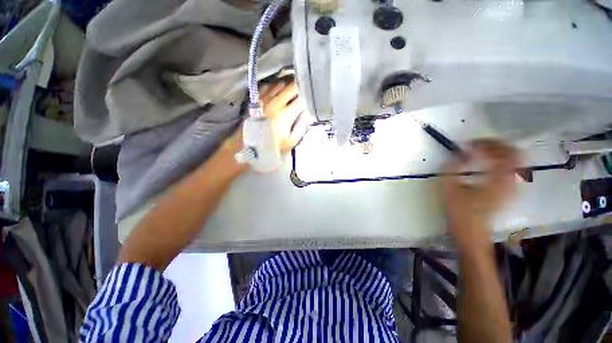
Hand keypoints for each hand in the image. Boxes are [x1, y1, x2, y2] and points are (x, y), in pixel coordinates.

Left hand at [261, 80, 308, 151]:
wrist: (251, 145)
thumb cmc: (272, 145)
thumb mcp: (290, 142)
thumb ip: (301, 128)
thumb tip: (307, 116)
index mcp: (285, 115)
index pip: (301, 100)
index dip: (308, 99)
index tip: (311, 101)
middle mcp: (275, 104)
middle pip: (291, 88)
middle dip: (300, 89)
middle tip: (304, 92)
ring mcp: (265, 100)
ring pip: (280, 84)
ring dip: (288, 86)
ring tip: (293, 90)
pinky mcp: (257, 99)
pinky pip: (268, 86)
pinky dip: (275, 86)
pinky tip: (278, 90)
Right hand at [442, 139, 519, 250]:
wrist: (472, 235)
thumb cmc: (460, 213)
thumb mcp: (449, 190)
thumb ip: (452, 169)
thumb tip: (459, 154)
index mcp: (496, 181)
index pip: (500, 153)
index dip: (485, 143)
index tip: (469, 143)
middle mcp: (510, 182)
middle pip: (514, 154)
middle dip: (497, 144)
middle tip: (479, 143)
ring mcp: (512, 188)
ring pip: (516, 161)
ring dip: (501, 152)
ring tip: (483, 150)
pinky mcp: (509, 193)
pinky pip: (512, 170)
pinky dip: (502, 161)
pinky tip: (489, 163)